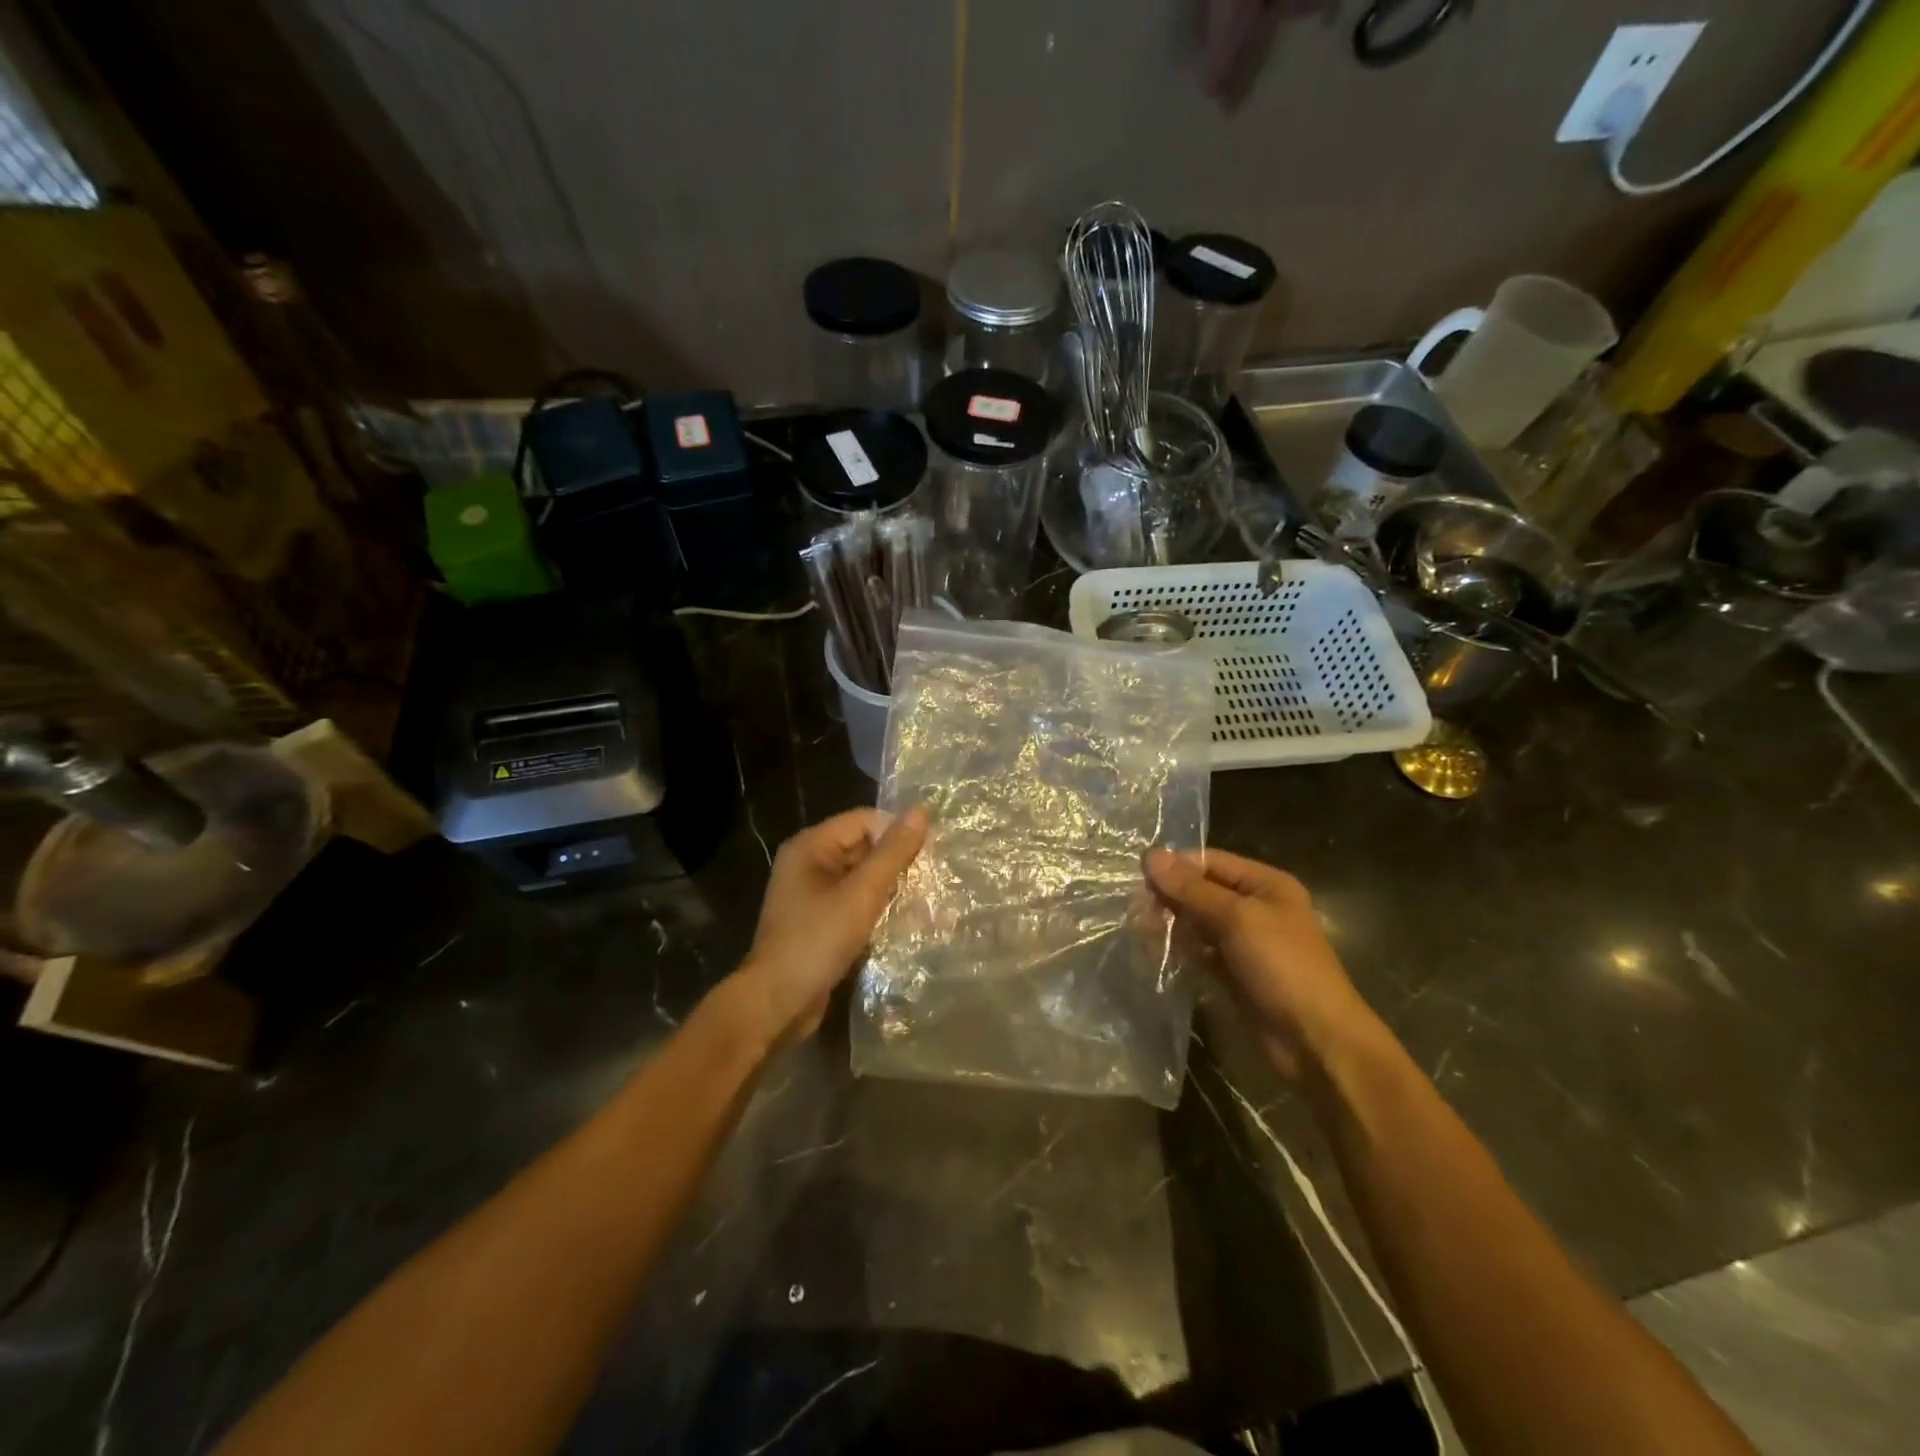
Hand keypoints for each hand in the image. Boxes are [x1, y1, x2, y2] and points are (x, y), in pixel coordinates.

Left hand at [735, 806, 928, 1041]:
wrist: (777, 1003)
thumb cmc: (817, 940)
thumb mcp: (861, 894)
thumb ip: (893, 853)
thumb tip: (921, 811)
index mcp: (811, 846)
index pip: (864, 820)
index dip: (897, 831)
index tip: (930, 853)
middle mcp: (809, 863)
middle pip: (863, 846)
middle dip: (896, 861)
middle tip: (932, 878)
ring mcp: (812, 895)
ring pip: (862, 877)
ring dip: (890, 887)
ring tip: (924, 899)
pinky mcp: (820, 922)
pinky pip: (855, 902)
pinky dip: (877, 908)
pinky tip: (903, 921)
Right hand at [1146, 847, 1378, 1078]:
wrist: (1315, 1041)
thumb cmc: (1282, 966)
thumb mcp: (1237, 918)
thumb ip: (1192, 889)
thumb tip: (1150, 856)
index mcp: (1265, 884)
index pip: (1210, 862)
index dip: (1175, 866)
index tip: (1137, 878)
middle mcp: (1255, 907)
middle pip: (1201, 890)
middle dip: (1170, 896)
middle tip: (1136, 910)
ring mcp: (1244, 942)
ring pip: (1197, 922)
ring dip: (1171, 923)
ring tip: (1139, 930)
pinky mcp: (1234, 973)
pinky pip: (1200, 952)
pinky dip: (1180, 949)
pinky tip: (1155, 951)